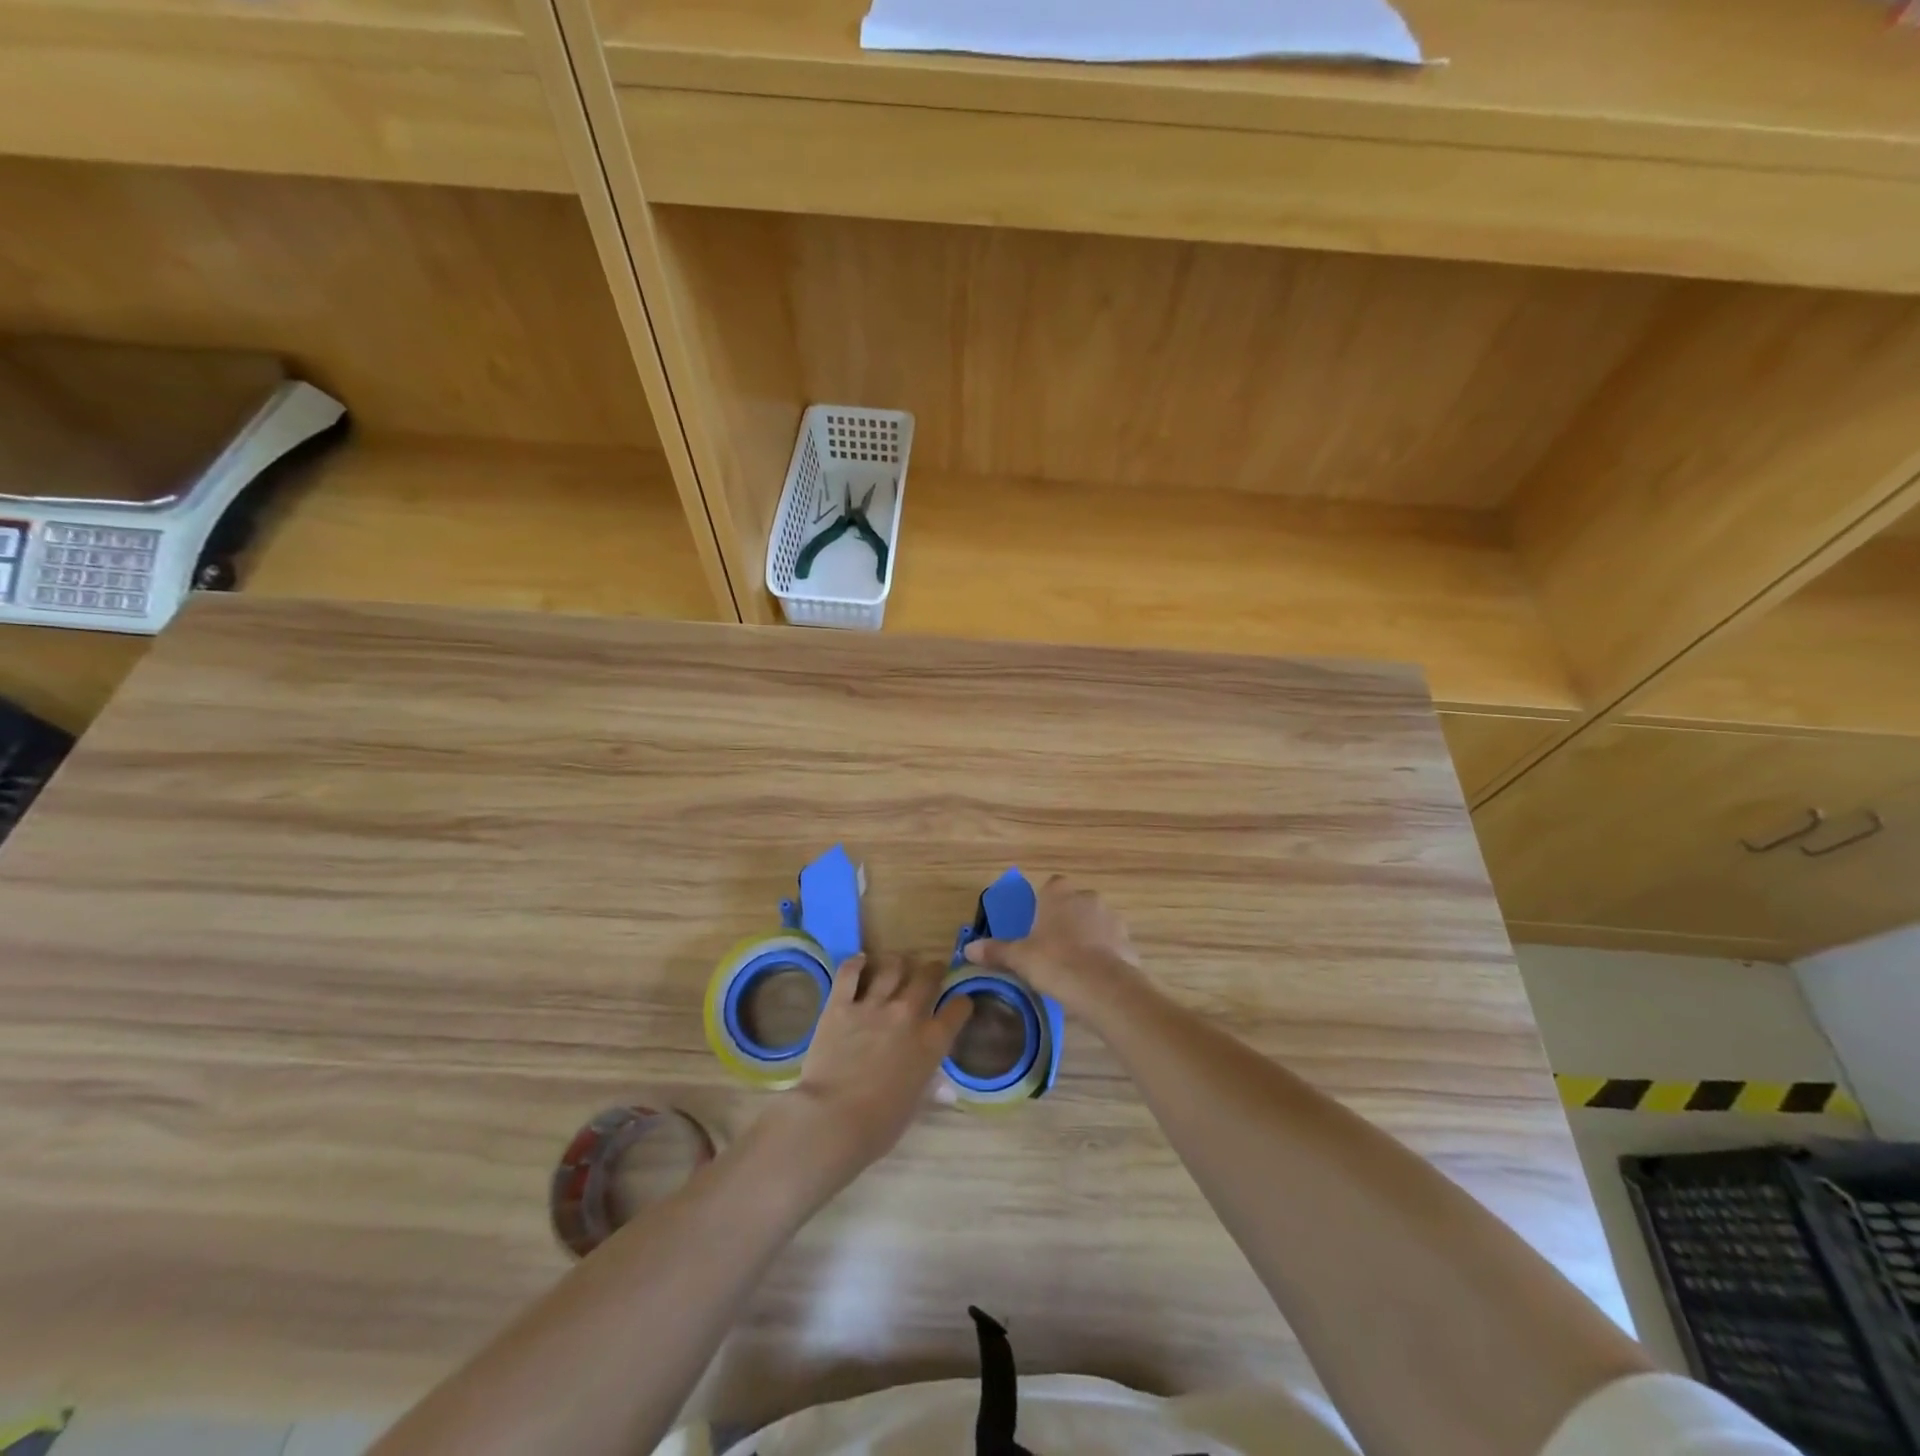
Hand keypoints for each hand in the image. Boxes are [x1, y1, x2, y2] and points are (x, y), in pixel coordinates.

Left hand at [775, 953, 969, 1194]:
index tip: (958, 1003)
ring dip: (898, 963)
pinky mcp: (840, 1004)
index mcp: (931, 1042)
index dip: (961, 1003)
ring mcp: (872, 1006)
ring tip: (898, 963)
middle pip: (927, 977)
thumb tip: (946, 1090)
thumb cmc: (879, 1125)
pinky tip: (860, 961)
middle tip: (930, 972)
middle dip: (933, 970)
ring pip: (892, 967)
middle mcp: (907, 1015)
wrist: (832, 1120)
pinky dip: (856, 963)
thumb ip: (931, 1089)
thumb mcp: (914, 1108)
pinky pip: (850, 973)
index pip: (958, 1009)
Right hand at [962, 875, 1139, 1011]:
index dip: (1043, 904)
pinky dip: (1102, 954)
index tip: (1036, 926)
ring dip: (1086, 936)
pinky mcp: (1127, 940)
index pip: (1050, 886)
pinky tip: (1092, 976)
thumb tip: (968, 949)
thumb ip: (995, 951)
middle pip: (1073, 904)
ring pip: (1093, 922)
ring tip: (1073, 966)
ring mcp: (1111, 917)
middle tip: (1051, 948)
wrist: (1104, 987)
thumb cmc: (1055, 962)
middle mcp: (1087, 896)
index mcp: (1058, 893)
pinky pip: (1110, 943)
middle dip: (1064, 921)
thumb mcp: (1019, 958)